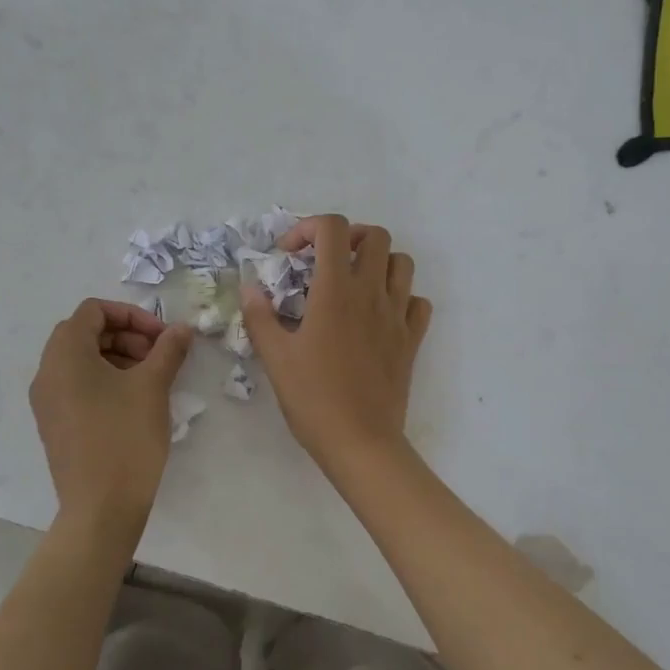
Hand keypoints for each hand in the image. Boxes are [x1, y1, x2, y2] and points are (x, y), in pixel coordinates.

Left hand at [30, 299, 194, 534]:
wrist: (100, 507)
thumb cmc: (125, 437)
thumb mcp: (153, 386)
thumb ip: (168, 349)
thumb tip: (181, 329)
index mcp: (65, 354)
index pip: (93, 311)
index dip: (131, 315)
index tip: (161, 336)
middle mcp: (47, 372)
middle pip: (86, 333)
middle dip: (127, 336)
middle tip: (159, 356)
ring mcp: (47, 401)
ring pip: (82, 361)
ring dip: (119, 357)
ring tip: (152, 379)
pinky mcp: (55, 424)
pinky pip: (77, 386)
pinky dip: (105, 381)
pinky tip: (135, 402)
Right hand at [241, 215, 432, 473]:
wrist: (360, 440)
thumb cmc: (313, 398)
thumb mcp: (275, 357)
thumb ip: (260, 316)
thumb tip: (251, 287)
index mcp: (336, 291)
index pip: (333, 229)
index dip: (308, 228)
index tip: (290, 255)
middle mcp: (371, 293)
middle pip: (375, 236)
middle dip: (349, 238)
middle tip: (326, 262)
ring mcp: (397, 315)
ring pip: (403, 263)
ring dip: (379, 262)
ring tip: (354, 283)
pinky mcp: (412, 339)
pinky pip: (418, 302)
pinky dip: (403, 297)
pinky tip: (381, 314)